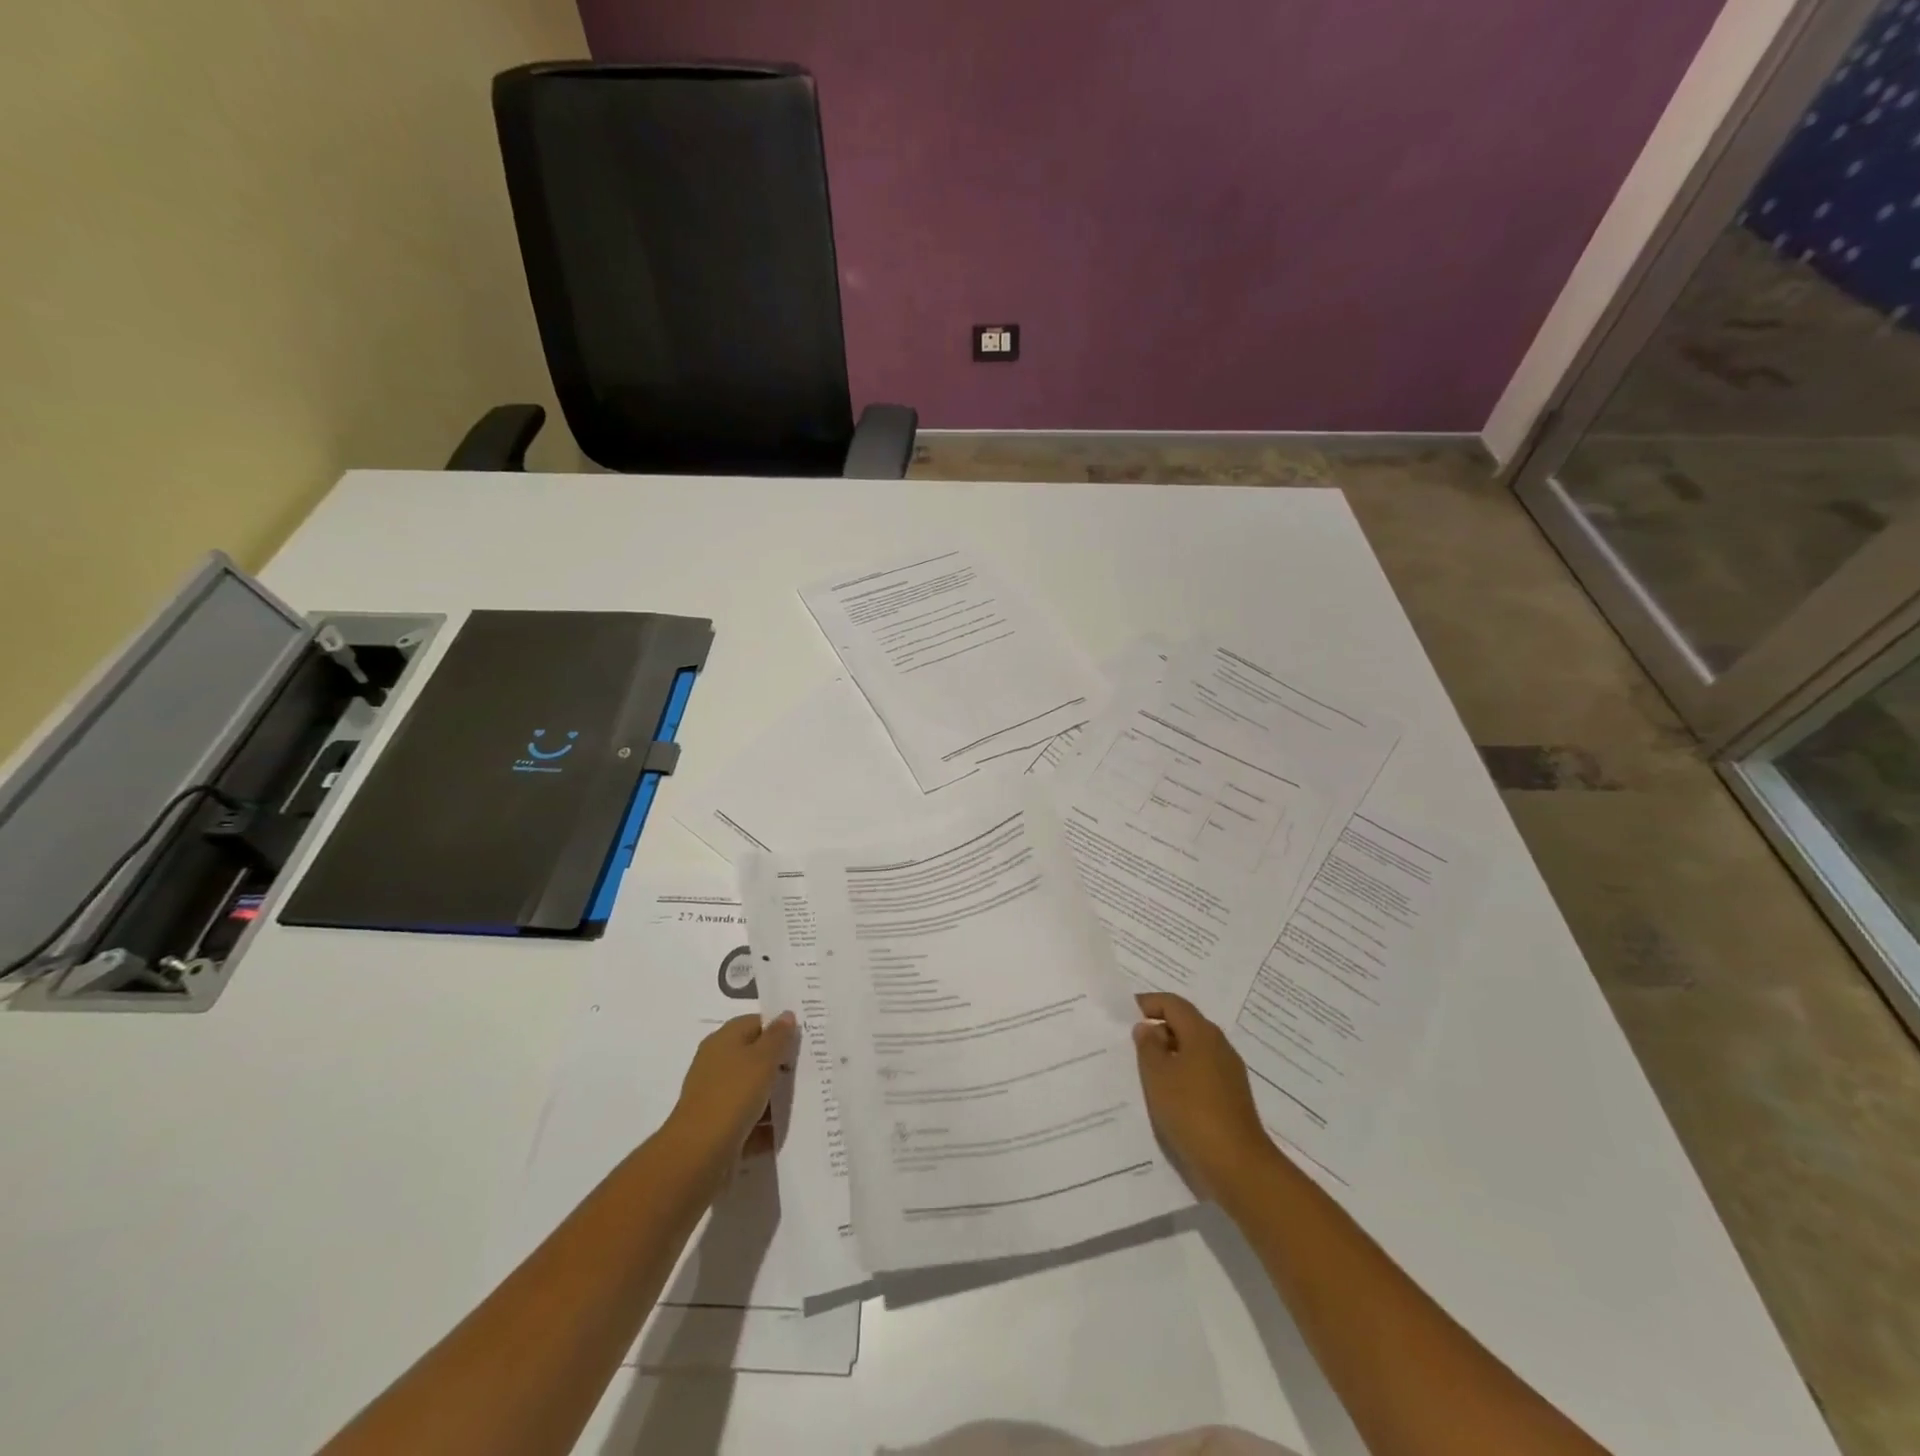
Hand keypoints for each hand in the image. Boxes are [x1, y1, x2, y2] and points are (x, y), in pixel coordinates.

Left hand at [664, 1011, 797, 1188]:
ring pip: (753, 1089)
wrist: (698, 1154)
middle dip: (781, 1064)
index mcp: (724, 1040)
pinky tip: (787, 1128)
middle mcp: (717, 1064)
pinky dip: (766, 1124)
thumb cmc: (733, 1095)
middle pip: (755, 1056)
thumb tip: (786, 1014)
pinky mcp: (719, 1126)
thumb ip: (778, 1037)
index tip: (805, 1039)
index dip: (780, 1028)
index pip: (756, 1023)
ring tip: (805, 1099)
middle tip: (809, 1068)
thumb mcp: (762, 1059)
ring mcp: (717, 1096)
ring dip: (775, 1096)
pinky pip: (749, 1119)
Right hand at [1133, 992, 1277, 1204]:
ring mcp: (1229, 1072)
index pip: (1173, 1004)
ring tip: (1145, 1072)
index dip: (1148, 1003)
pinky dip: (1182, 1074)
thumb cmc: (1191, 1111)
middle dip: (1158, 1029)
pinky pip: (1202, 1072)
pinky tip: (1168, 1096)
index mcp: (1202, 1033)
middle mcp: (1219, 1046)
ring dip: (1170, 1054)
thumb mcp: (1157, 1076)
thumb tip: (1147, 1028)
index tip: (1125, 1014)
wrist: (1238, 1164)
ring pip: (1194, 1050)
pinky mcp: (1232, 1096)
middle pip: (1185, 1024)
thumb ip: (1148, 1046)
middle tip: (1132, 1045)